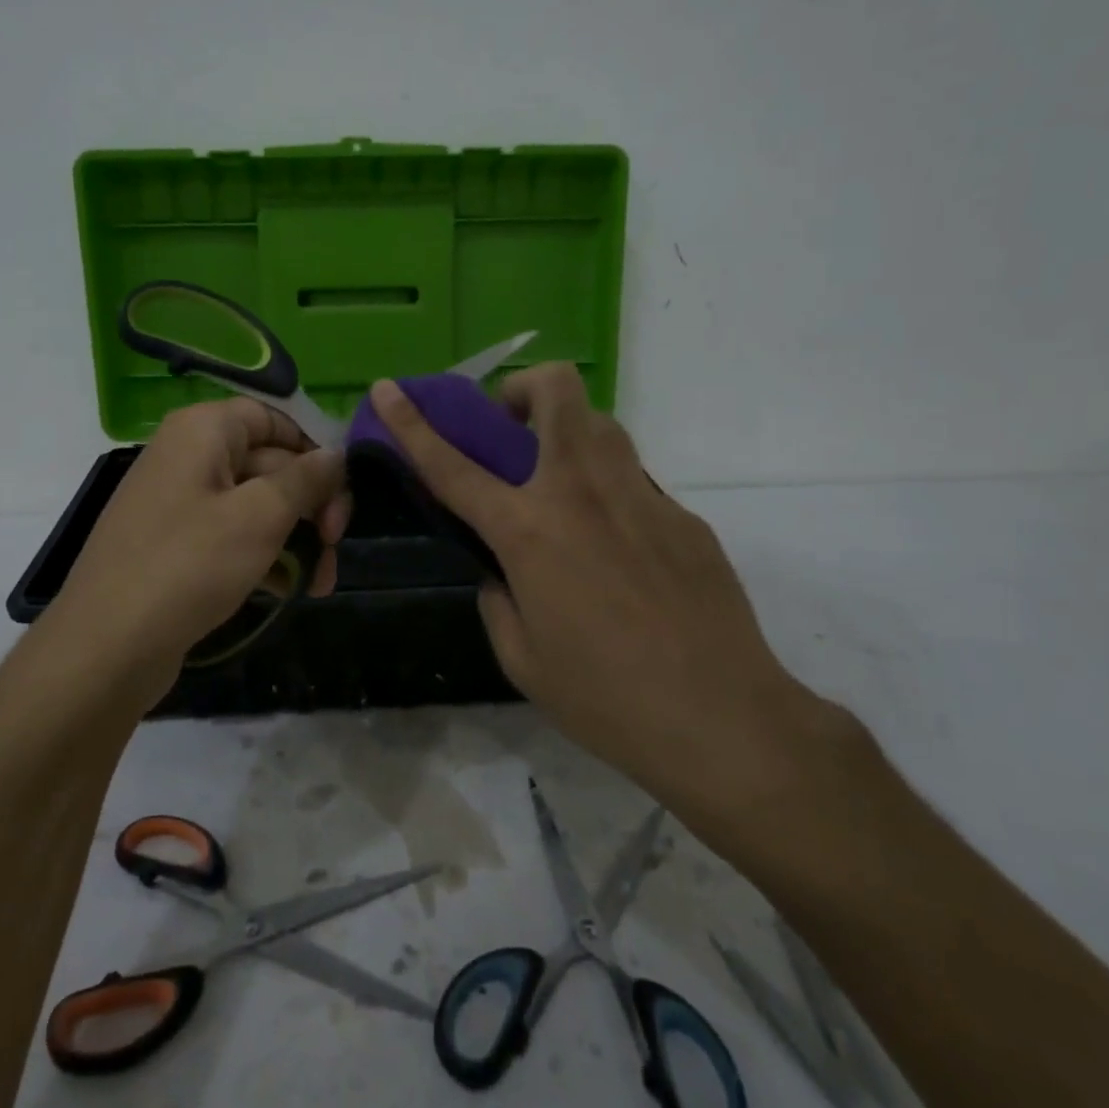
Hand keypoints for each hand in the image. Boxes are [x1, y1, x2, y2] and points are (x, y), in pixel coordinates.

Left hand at [34, 398, 348, 713]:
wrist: (106, 648)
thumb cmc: (189, 565)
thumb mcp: (260, 516)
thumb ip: (306, 479)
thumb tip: (337, 455)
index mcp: (203, 431)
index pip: (272, 416)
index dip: (312, 446)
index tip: (343, 486)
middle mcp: (189, 457)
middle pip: (270, 463)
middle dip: (311, 504)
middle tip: (336, 544)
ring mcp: (181, 504)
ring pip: (257, 506)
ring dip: (297, 538)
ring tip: (321, 582)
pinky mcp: (178, 547)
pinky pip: (234, 537)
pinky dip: (266, 557)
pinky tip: (291, 591)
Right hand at [369, 366, 843, 843]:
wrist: (722, 719)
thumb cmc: (605, 698)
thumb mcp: (522, 658)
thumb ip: (498, 599)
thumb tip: (502, 571)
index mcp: (529, 531)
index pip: (453, 465)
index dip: (411, 423)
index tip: (387, 388)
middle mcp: (584, 493)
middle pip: (556, 392)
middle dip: (523, 388)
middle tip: (513, 429)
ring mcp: (642, 496)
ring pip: (601, 425)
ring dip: (568, 434)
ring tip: (563, 488)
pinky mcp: (684, 516)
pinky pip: (635, 481)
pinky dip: (609, 492)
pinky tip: (619, 551)